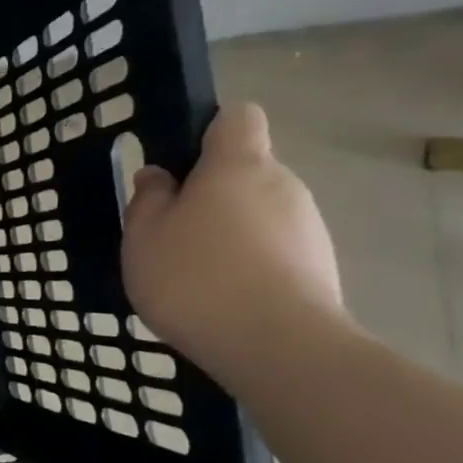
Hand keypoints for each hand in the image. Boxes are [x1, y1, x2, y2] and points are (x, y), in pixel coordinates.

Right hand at [120, 103, 346, 382]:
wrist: (275, 344)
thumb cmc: (194, 277)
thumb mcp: (143, 236)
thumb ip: (148, 200)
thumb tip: (159, 176)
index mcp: (238, 165)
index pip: (237, 117)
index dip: (208, 132)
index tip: (179, 164)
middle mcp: (282, 184)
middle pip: (246, 171)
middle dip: (210, 193)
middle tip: (169, 232)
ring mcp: (307, 225)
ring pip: (259, 213)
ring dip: (228, 231)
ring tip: (193, 274)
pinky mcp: (319, 265)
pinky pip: (273, 249)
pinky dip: (249, 263)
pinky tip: (221, 297)